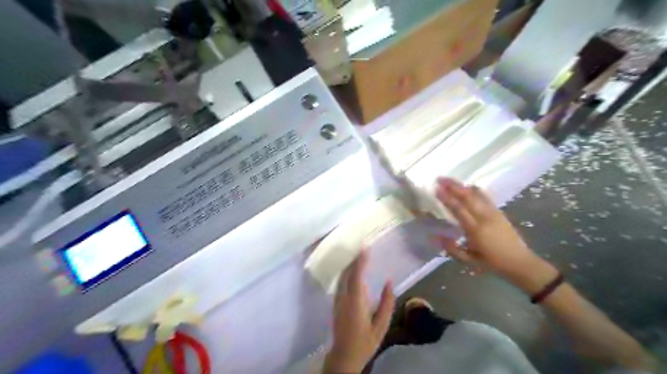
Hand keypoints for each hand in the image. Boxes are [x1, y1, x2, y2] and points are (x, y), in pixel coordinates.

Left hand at [325, 250, 394, 371]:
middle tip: (362, 247)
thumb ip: (387, 303)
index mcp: (356, 302)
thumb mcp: (381, 326)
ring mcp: (337, 300)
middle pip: (347, 273)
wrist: (344, 356)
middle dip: (354, 259)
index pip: (357, 276)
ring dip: (349, 265)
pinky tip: (352, 271)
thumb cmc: (365, 342)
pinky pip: (340, 282)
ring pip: (342, 277)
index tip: (365, 248)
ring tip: (359, 255)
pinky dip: (346, 273)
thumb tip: (390, 282)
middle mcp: (344, 297)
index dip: (360, 261)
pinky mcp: (335, 303)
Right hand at [433, 179, 557, 294]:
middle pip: (467, 197)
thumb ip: (452, 248)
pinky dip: (475, 190)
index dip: (447, 198)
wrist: (520, 262)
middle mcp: (485, 217)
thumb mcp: (469, 260)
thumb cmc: (492, 263)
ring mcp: (493, 213)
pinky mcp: (499, 212)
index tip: (436, 189)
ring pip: (476, 194)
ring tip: (450, 180)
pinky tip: (468, 186)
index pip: (459, 209)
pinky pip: (485, 196)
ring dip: (462, 186)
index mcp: (476, 230)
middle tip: (440, 178)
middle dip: (453, 186)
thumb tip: (436, 236)